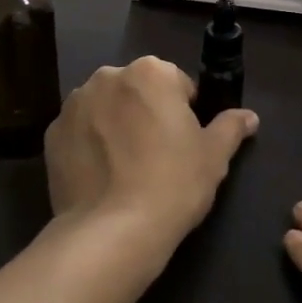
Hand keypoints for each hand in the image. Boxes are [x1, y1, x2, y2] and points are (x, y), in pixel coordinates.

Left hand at [46, 57, 258, 246]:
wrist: (112, 230)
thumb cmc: (173, 184)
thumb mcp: (214, 157)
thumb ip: (231, 127)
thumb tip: (249, 116)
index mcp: (150, 72)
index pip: (177, 83)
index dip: (185, 113)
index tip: (185, 143)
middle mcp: (107, 77)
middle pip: (136, 91)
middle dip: (146, 114)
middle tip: (158, 157)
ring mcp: (73, 105)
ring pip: (105, 109)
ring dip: (116, 126)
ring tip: (126, 170)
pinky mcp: (52, 135)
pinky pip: (80, 133)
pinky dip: (89, 147)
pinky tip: (102, 178)